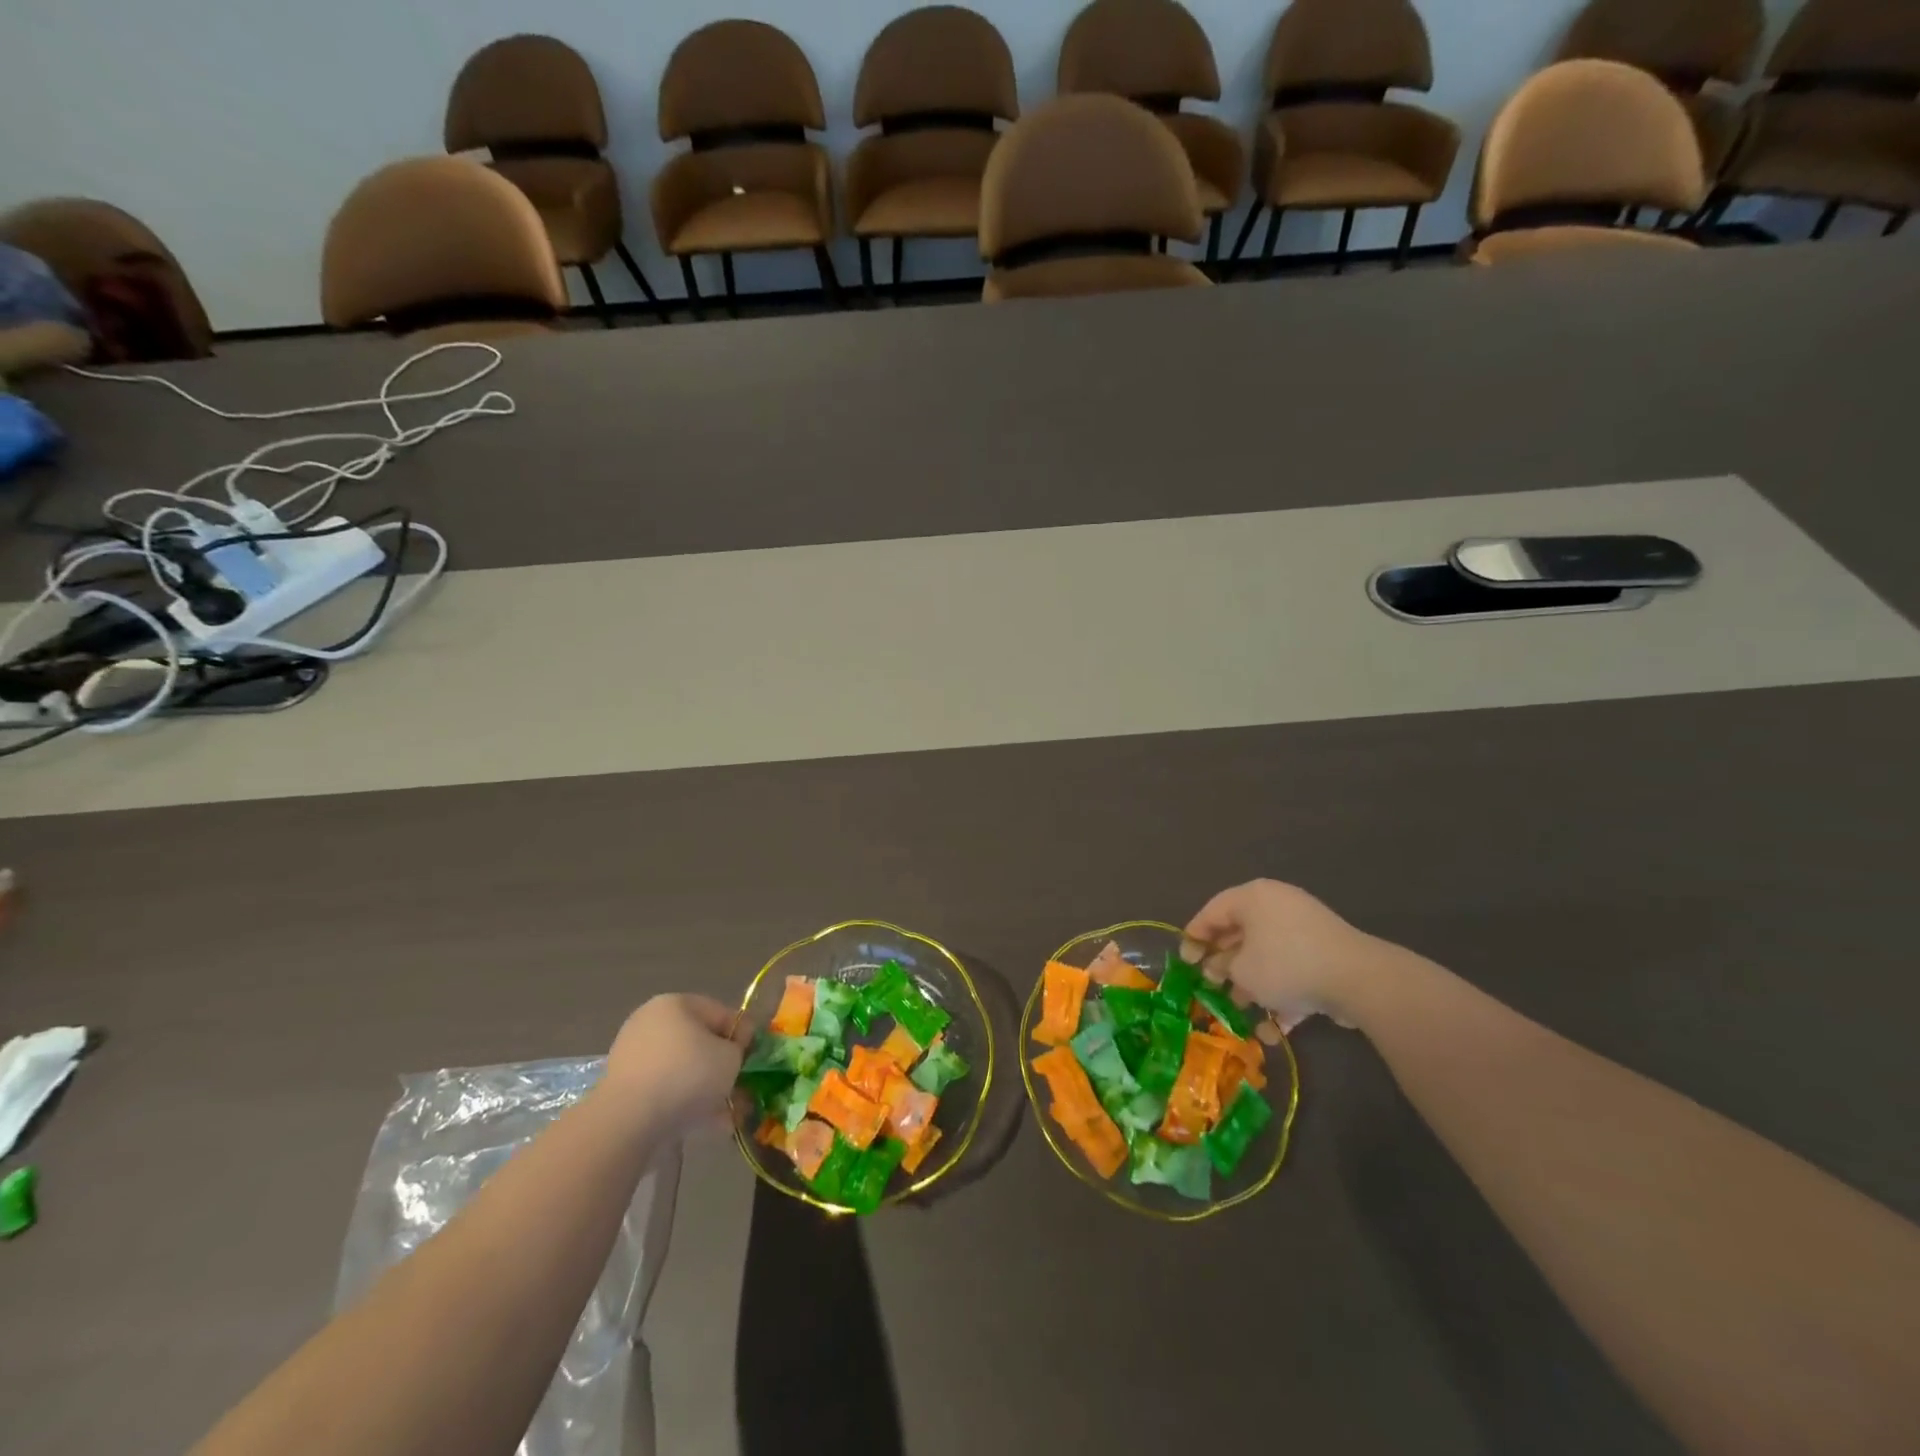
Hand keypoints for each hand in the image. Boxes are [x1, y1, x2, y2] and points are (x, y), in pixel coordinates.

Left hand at [603, 994, 749, 1137]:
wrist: (629, 1121)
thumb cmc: (687, 1075)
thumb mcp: (731, 1057)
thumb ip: (740, 1049)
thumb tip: (734, 1054)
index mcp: (677, 1003)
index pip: (722, 1013)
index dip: (743, 1037)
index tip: (752, 1062)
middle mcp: (652, 1022)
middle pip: (701, 1043)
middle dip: (723, 1068)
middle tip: (741, 1089)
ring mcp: (635, 1055)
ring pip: (684, 1070)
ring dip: (707, 1089)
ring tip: (727, 1115)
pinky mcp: (625, 1088)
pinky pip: (666, 1090)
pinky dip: (685, 1103)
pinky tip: (706, 1124)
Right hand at [1180, 880, 1392, 1030]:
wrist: (1358, 979)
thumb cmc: (1285, 964)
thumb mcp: (1241, 970)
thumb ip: (1223, 968)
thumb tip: (1221, 970)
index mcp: (1253, 898)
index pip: (1213, 911)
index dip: (1194, 937)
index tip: (1183, 962)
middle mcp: (1277, 907)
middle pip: (1240, 934)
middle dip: (1223, 964)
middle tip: (1208, 985)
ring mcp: (1305, 931)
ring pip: (1266, 956)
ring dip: (1250, 984)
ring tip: (1237, 1011)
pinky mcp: (1325, 956)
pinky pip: (1292, 971)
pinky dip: (1281, 995)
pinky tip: (1271, 1030)